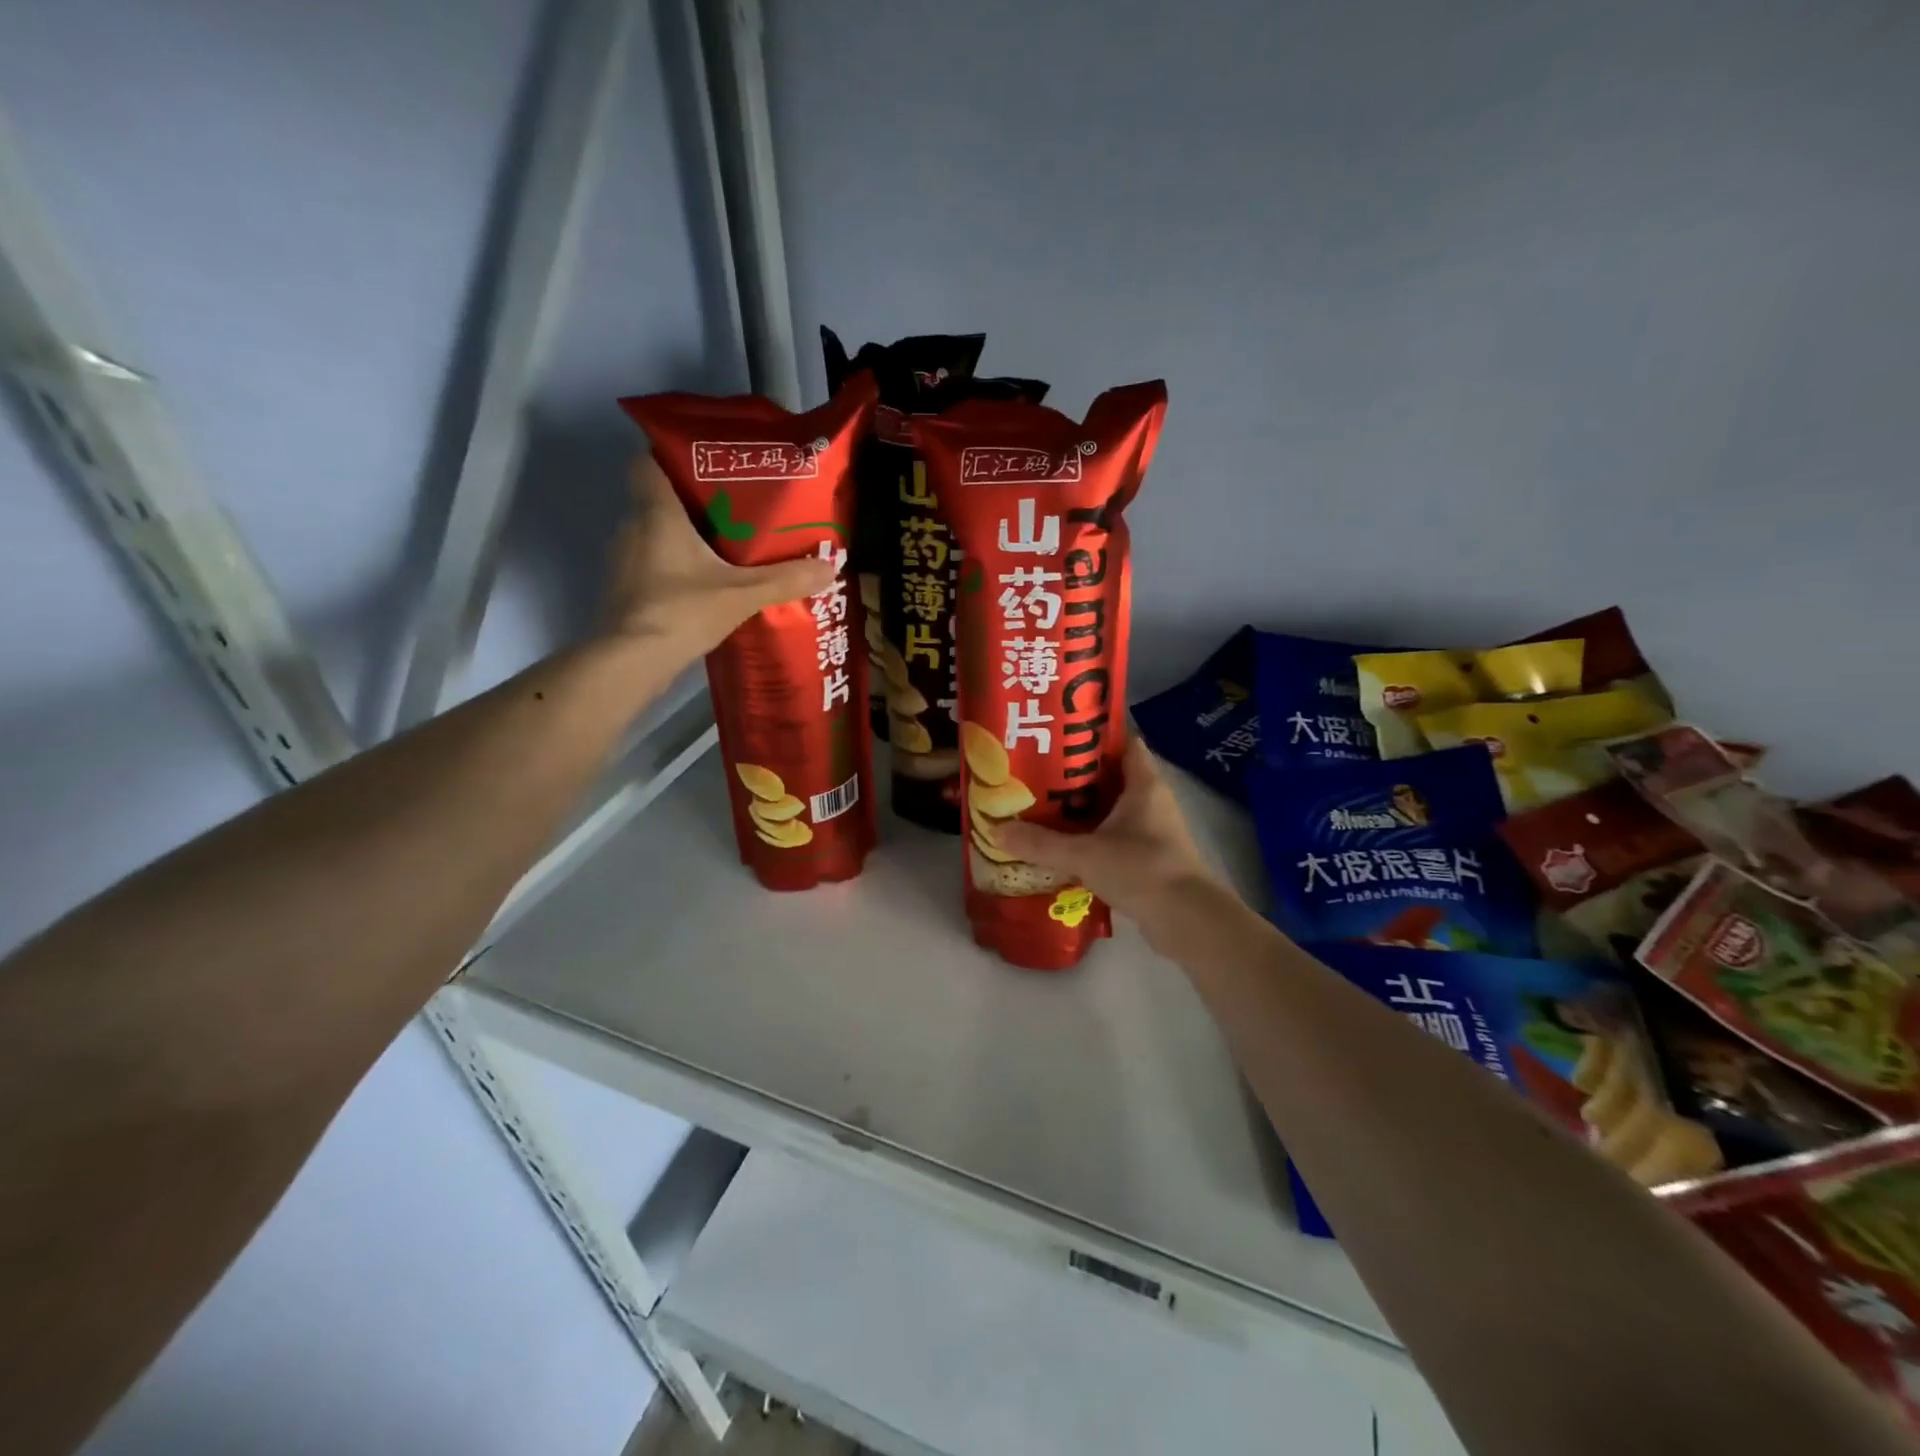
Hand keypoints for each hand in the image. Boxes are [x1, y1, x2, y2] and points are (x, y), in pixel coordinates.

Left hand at [602, 453, 833, 662]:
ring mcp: (624, 561)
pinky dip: (675, 566)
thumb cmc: (682, 611)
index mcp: (657, 514)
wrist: (632, 662)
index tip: (705, 462)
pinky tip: (704, 583)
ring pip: (655, 534)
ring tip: (725, 546)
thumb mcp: (742, 594)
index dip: (670, 456)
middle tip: (734, 507)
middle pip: (660, 500)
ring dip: (685, 537)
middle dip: (694, 501)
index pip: (648, 463)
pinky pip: (653, 564)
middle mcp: (633, 528)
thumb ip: (785, 579)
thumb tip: (831, 566)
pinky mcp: (626, 590)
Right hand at [995, 736, 1228, 943]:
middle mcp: (1152, 799)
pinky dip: (1093, 834)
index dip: (1093, 734)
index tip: (1059, 734)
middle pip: (1112, 775)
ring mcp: (1154, 829)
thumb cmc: (1141, 869)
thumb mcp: (1084, 854)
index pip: (1123, 742)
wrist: (1186, 919)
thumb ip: (1041, 844)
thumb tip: (997, 831)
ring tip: (1044, 805)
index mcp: (1144, 783)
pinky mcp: (1150, 855)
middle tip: (1038, 771)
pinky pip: (1116, 834)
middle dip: (1077, 774)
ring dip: (1084, 807)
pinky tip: (1065, 842)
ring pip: (1113, 807)